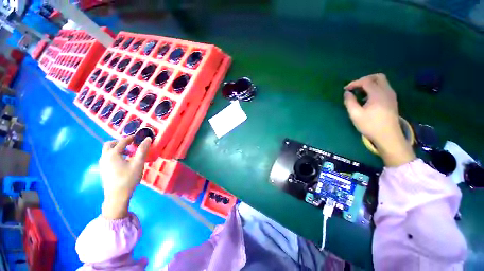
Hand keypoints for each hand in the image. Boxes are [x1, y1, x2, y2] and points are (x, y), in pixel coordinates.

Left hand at [99, 136, 151, 218]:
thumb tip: (148, 138)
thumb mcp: (138, 163)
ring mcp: (102, 164)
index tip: (136, 137)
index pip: (121, 142)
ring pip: (107, 151)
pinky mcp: (103, 170)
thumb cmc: (129, 178)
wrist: (117, 195)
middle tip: (129, 144)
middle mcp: (105, 157)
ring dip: (116, 149)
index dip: (129, 138)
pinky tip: (122, 162)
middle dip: (119, 142)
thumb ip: (143, 150)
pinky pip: (107, 157)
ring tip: (127, 154)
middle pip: (109, 145)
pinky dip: (114, 155)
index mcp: (113, 154)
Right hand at [344, 73, 414, 166]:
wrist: (388, 136)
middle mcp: (387, 91)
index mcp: (378, 94)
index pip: (366, 81)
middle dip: (365, 79)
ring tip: (359, 93)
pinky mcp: (392, 100)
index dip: (354, 83)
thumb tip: (347, 93)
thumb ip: (350, 102)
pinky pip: (384, 88)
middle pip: (378, 77)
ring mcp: (391, 96)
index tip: (345, 89)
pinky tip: (367, 98)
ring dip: (370, 84)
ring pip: (382, 82)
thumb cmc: (370, 125)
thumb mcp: (355, 114)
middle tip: (355, 87)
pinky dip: (374, 88)